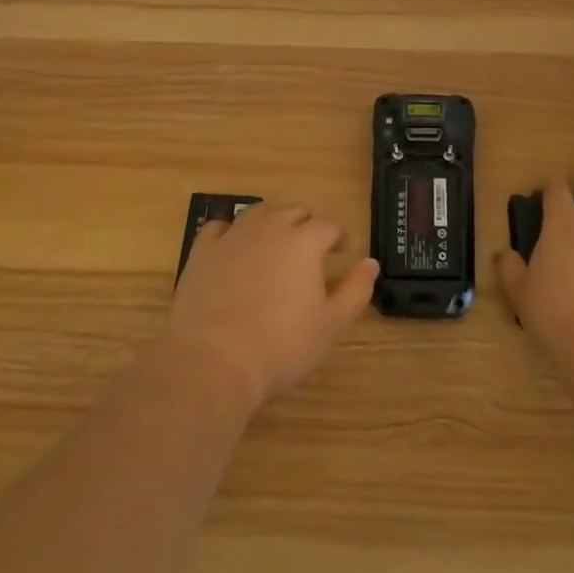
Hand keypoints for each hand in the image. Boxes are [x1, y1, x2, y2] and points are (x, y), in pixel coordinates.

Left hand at [166, 203, 378, 410]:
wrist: (214, 360)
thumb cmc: (281, 346)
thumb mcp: (331, 324)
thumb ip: (356, 289)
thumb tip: (371, 262)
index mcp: (304, 242)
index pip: (329, 226)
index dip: (338, 237)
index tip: (341, 253)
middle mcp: (270, 228)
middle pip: (294, 211)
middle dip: (306, 225)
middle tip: (309, 251)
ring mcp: (233, 236)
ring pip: (258, 212)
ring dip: (272, 222)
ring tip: (274, 245)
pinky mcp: (203, 251)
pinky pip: (219, 227)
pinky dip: (230, 232)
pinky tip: (233, 248)